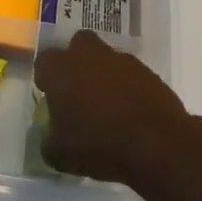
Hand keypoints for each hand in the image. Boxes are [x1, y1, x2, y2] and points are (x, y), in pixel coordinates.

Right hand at [33, 31, 194, 187]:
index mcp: (60, 69)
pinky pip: (130, 74)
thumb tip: (52, 138)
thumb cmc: (98, 145)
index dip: (47, 78)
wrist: (156, 144)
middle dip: (77, 62)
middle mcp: (89, 55)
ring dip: (104, 75)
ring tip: (108, 107)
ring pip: (106, 58)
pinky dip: (128, 87)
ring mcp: (121, 61)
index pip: (44, 61)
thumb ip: (49, 141)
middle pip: (78, 45)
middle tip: (79, 90)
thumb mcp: (60, 155)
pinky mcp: (148, 72)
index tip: (51, 96)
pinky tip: (130, 112)